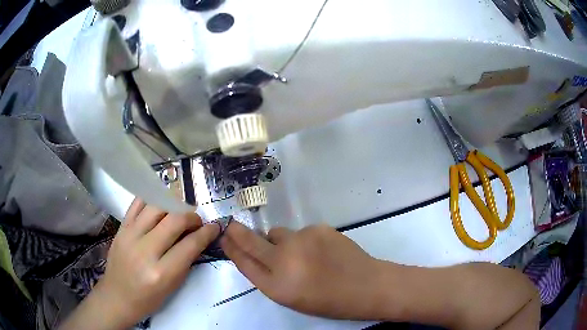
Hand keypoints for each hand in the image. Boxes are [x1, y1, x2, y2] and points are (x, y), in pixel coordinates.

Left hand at [61, 199, 219, 329]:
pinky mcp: (121, 228)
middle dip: (191, 216)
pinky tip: (160, 204)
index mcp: (161, 273)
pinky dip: (151, 199)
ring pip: (156, 207)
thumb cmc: (148, 299)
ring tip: (179, 211)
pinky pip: (137, 203)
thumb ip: (185, 261)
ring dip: (173, 205)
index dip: (206, 232)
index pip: (190, 245)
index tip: (214, 226)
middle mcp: (145, 251)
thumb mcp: (173, 286)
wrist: (117, 296)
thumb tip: (197, 238)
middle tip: (196, 220)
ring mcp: (129, 236)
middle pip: (174, 221)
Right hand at [220, 222, 384, 318]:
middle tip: (233, 226)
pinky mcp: (318, 227)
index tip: (224, 237)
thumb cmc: (327, 300)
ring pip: (278, 234)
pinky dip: (304, 240)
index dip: (231, 248)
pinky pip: (301, 232)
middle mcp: (285, 260)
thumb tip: (253, 255)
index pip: (244, 262)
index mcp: (277, 285)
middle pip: (251, 240)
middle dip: (238, 232)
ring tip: (303, 255)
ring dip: (281, 242)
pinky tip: (321, 251)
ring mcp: (302, 240)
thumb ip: (268, 277)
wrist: (366, 286)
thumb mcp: (291, 298)